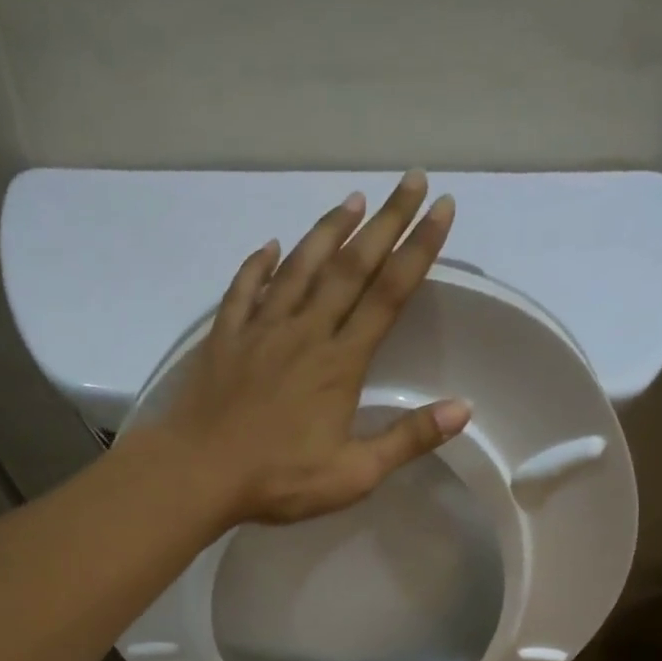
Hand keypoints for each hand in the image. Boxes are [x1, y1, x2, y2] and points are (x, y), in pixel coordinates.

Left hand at [148, 171, 470, 526]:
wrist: (199, 474)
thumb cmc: (278, 480)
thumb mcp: (353, 475)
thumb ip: (406, 440)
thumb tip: (463, 409)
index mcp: (339, 363)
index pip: (388, 295)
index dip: (418, 249)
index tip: (442, 208)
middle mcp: (304, 333)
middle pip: (350, 267)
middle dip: (386, 222)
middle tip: (411, 180)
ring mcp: (260, 331)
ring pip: (300, 267)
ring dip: (328, 230)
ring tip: (353, 200)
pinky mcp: (224, 339)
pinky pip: (244, 290)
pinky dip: (259, 264)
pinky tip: (272, 246)